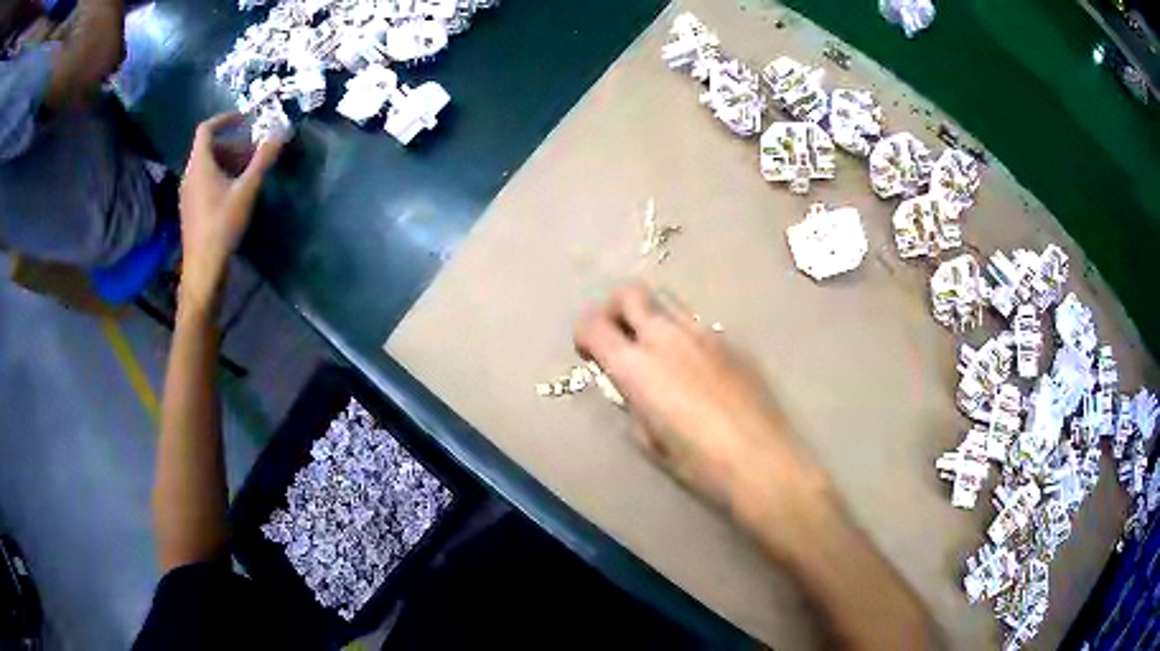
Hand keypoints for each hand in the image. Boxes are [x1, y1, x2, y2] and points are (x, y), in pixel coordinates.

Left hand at [178, 113, 282, 310]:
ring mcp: (188, 194)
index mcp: (199, 165)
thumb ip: (263, 159)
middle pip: (210, 148)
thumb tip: (281, 131)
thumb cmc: (222, 225)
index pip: (206, 129)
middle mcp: (189, 175)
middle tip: (256, 152)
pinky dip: (221, 177)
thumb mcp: (247, 189)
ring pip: (208, 166)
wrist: (203, 268)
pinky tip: (237, 193)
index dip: (225, 119)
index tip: (245, 119)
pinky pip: (205, 182)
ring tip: (250, 172)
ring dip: (229, 162)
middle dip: (234, 145)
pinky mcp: (191, 210)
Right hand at [574, 285, 835, 555]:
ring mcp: (702, 334)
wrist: (760, 459)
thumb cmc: (697, 461)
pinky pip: (697, 325)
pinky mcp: (730, 342)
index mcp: (636, 366)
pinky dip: (684, 336)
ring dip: (652, 317)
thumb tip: (634, 390)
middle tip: (620, 337)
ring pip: (667, 302)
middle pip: (630, 294)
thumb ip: (633, 405)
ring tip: (658, 350)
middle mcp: (666, 337)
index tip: (590, 353)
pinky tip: (697, 369)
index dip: (584, 335)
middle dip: (615, 309)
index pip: (594, 325)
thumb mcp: (649, 440)